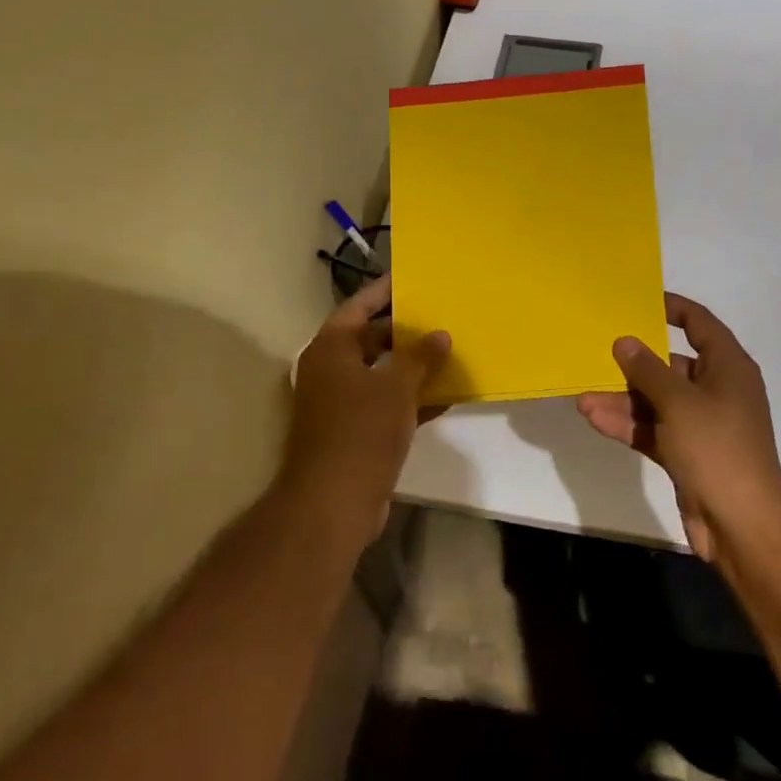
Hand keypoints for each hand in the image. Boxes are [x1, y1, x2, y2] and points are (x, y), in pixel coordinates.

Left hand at [280, 275, 450, 553]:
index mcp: (331, 349)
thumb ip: (420, 357)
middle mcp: (330, 370)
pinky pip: (385, 403)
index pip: (359, 306)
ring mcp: (339, 403)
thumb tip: (439, 334)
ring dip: (411, 366)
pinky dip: (409, 398)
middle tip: (440, 316)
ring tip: (449, 351)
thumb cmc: (360, 432)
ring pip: (381, 373)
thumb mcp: (397, 388)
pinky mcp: (352, 431)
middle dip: (405, 331)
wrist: (332, 503)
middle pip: (370, 339)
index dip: (385, 291)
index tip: (412, 278)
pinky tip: (445, 395)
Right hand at [576, 292, 780, 564]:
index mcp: (727, 367)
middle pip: (671, 365)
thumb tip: (625, 342)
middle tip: (597, 352)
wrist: (741, 524)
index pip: (700, 324)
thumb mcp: (678, 402)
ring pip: (656, 401)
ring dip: (623, 399)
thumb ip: (648, 370)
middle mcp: (716, 390)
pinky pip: (653, 429)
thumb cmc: (717, 448)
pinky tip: (595, 419)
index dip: (672, 308)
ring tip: (584, 397)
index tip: (638, 300)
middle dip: (634, 363)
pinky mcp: (687, 453)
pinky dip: (629, 424)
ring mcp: (701, 424)